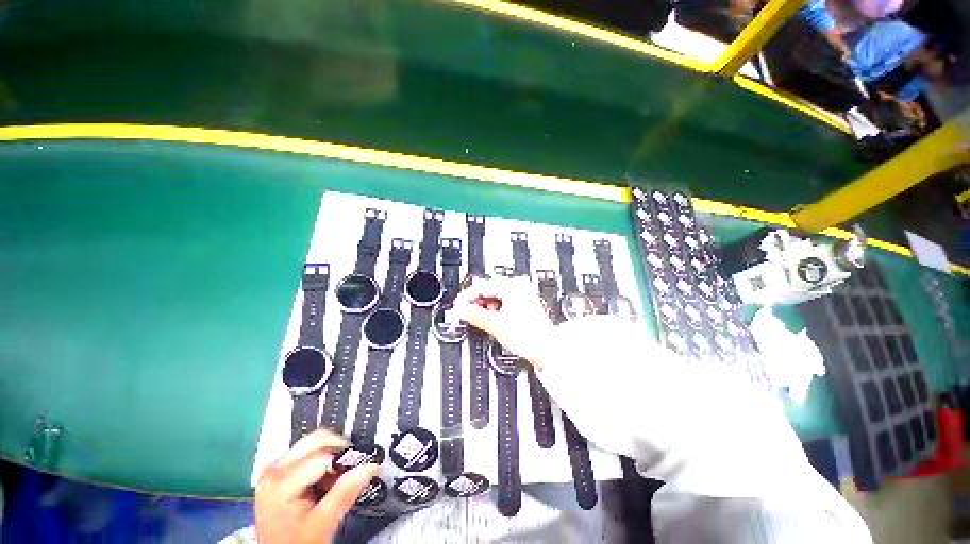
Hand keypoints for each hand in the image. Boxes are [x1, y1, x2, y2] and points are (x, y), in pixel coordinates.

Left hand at [255, 430, 379, 543]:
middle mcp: (275, 468)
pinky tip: (329, 481)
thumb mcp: (323, 524)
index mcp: (281, 481)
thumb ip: (345, 493)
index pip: (324, 455)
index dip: (349, 457)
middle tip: (356, 469)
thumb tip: (371, 464)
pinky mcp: (280, 473)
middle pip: (318, 440)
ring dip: (334, 456)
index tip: (367, 466)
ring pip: (315, 443)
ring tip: (342, 479)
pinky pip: (309, 453)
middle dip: (342, 451)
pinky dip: (325, 461)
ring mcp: (276, 469)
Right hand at [452, 275, 554, 368]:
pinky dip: (494, 309)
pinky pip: (503, 302)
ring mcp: (522, 295)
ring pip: (495, 296)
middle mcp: (518, 287)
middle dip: (475, 302)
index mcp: (512, 287)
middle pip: (488, 290)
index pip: (481, 286)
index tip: (458, 306)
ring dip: (485, 306)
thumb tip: (460, 310)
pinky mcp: (523, 304)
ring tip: (479, 318)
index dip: (466, 297)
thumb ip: (475, 315)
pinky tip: (491, 318)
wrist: (547, 349)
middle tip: (465, 313)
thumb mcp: (496, 325)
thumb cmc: (529, 336)